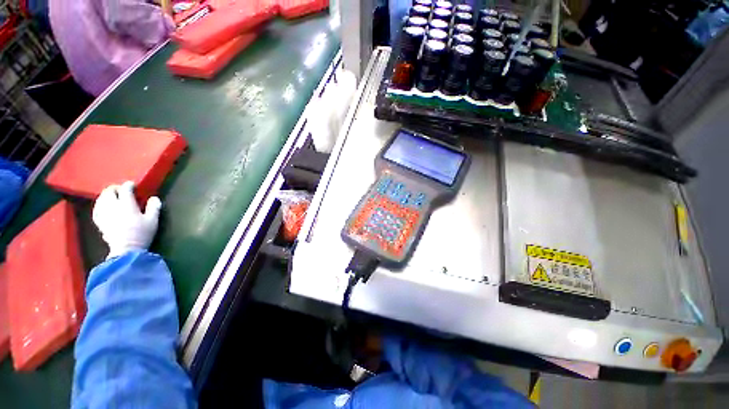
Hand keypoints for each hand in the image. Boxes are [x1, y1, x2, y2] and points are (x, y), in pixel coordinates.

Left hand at [92, 181, 161, 258]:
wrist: (126, 250)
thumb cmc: (142, 234)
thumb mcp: (153, 221)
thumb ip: (154, 207)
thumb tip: (154, 198)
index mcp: (126, 204)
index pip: (125, 189)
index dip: (129, 185)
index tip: (133, 185)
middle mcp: (112, 206)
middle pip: (109, 192)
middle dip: (115, 188)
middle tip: (122, 190)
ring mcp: (104, 214)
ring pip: (101, 199)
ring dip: (106, 196)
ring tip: (112, 197)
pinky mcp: (99, 222)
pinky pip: (97, 209)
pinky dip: (100, 205)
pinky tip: (103, 207)